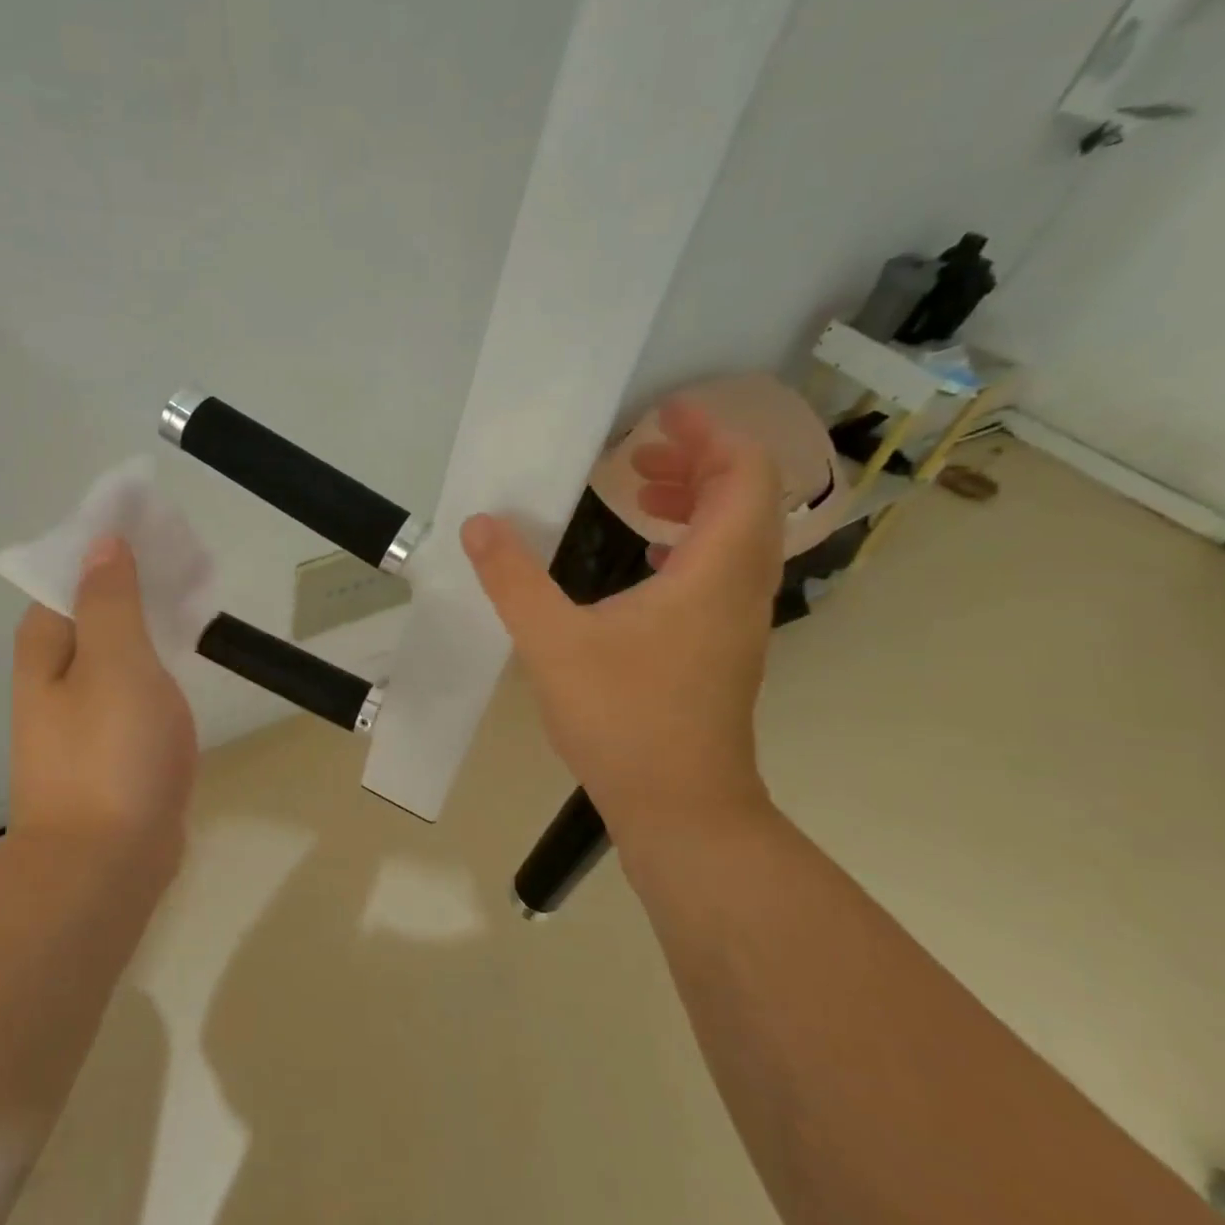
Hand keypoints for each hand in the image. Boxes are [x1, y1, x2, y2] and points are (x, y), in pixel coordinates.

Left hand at [9, 537, 196, 865]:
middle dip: (137, 578)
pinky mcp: (112, 742)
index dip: (110, 544)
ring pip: (119, 644)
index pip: (72, 572)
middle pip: (96, 606)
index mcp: (46, 645)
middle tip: (188, 558)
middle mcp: (56, 673)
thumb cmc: (111, 753)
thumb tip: (102, 542)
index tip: (156, 525)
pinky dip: (159, 658)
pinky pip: (136, 681)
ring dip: (151, 616)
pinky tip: (187, 653)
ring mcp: (84, 711)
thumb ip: (110, 599)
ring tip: (195, 594)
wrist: (106, 865)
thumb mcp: (115, 661)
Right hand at [462, 399, 783, 840]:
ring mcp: (737, 620)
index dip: (710, 433)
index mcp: (713, 572)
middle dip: (695, 461)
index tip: (661, 415)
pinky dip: (690, 543)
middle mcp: (740, 588)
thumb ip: (513, 579)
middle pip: (745, 498)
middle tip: (636, 454)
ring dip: (694, 502)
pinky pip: (721, 570)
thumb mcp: (552, 643)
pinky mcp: (723, 646)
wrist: (682, 808)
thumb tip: (479, 524)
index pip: (743, 475)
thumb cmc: (624, 719)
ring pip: (736, 536)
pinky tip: (643, 561)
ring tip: (636, 495)